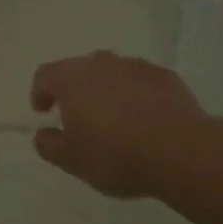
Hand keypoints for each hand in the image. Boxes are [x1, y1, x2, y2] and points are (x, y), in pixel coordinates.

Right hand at [30, 50, 222, 198]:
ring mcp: (134, 66)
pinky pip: (142, 82)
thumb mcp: (73, 161)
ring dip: (108, 92)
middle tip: (82, 120)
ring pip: (112, 74)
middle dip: (76, 92)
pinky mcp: (164, 76)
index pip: (44, 76)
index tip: (44, 112)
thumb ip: (49, 145)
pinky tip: (148, 121)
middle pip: (78, 71)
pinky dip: (138, 95)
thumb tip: (42, 134)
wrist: (182, 151)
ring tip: (118, 122)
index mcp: (70, 78)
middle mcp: (99, 63)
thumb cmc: (117, 155)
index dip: (40, 93)